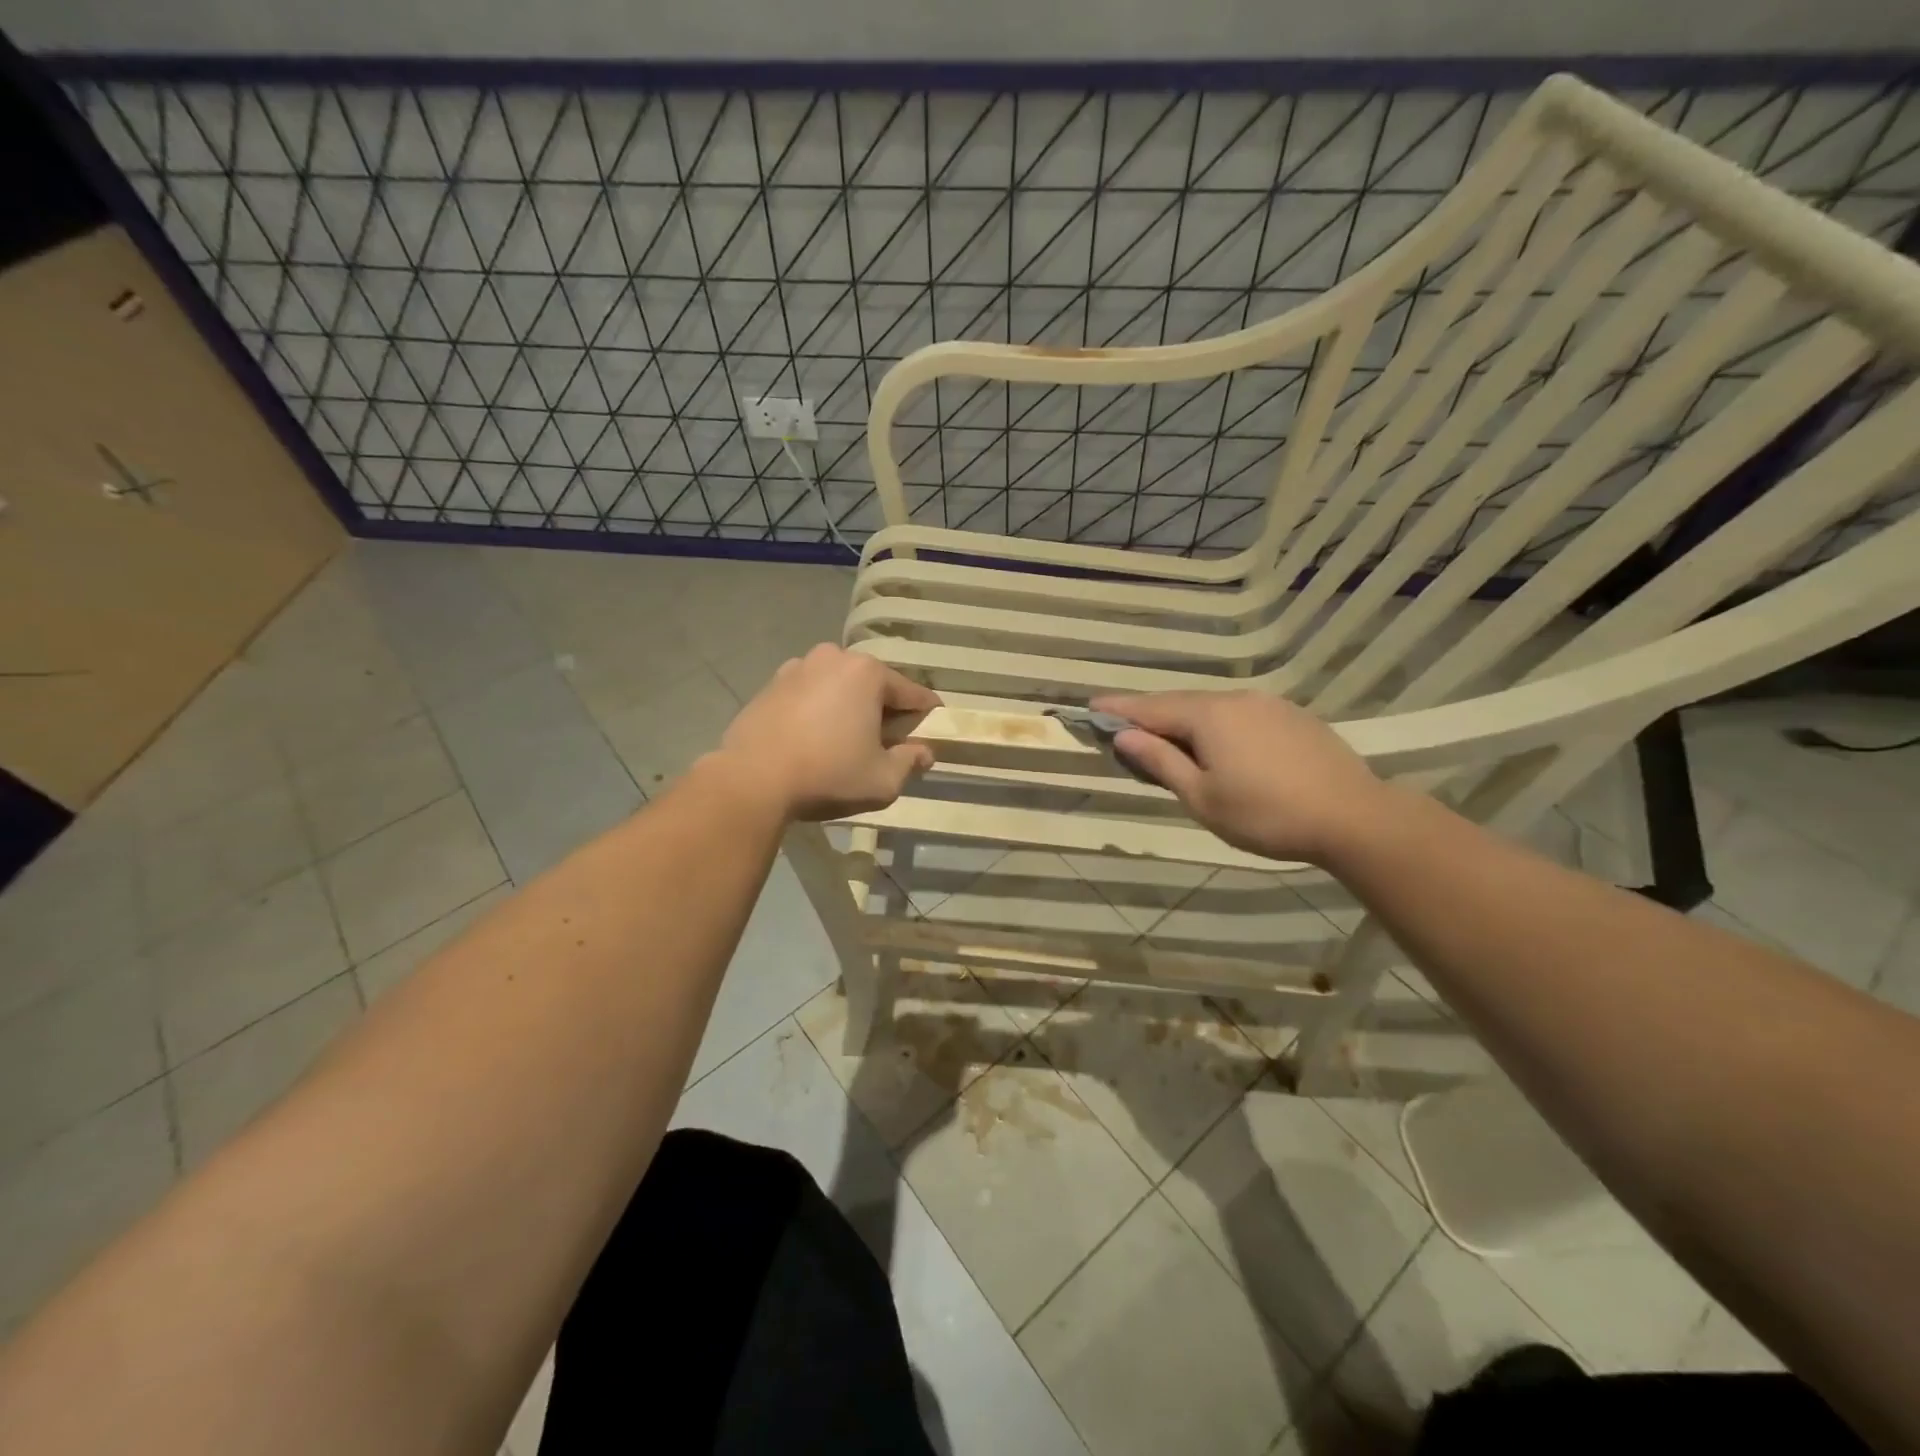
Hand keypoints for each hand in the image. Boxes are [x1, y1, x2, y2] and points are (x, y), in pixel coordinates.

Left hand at [718, 644, 941, 820]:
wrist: (751, 780)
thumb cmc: (828, 775)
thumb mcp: (883, 780)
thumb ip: (910, 762)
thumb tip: (924, 753)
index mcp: (868, 673)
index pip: (913, 694)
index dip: (927, 717)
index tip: (932, 735)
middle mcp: (834, 658)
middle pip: (874, 687)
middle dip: (884, 712)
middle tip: (885, 746)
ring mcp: (797, 668)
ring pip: (839, 688)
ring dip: (849, 710)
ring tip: (845, 744)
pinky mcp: (770, 685)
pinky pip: (809, 696)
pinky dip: (818, 712)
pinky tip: (813, 741)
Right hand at [1092, 690, 1396, 864]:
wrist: (1353, 817)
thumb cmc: (1266, 814)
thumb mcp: (1202, 797)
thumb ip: (1161, 762)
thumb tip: (1124, 736)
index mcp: (1208, 716)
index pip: (1149, 708)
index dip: (1117, 710)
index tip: (1089, 708)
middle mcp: (1235, 699)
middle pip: (1179, 704)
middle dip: (1148, 715)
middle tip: (1121, 727)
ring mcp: (1267, 705)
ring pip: (1211, 708)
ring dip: (1183, 722)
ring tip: (1165, 741)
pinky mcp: (1292, 718)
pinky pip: (1238, 715)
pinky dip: (1215, 726)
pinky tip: (1216, 746)